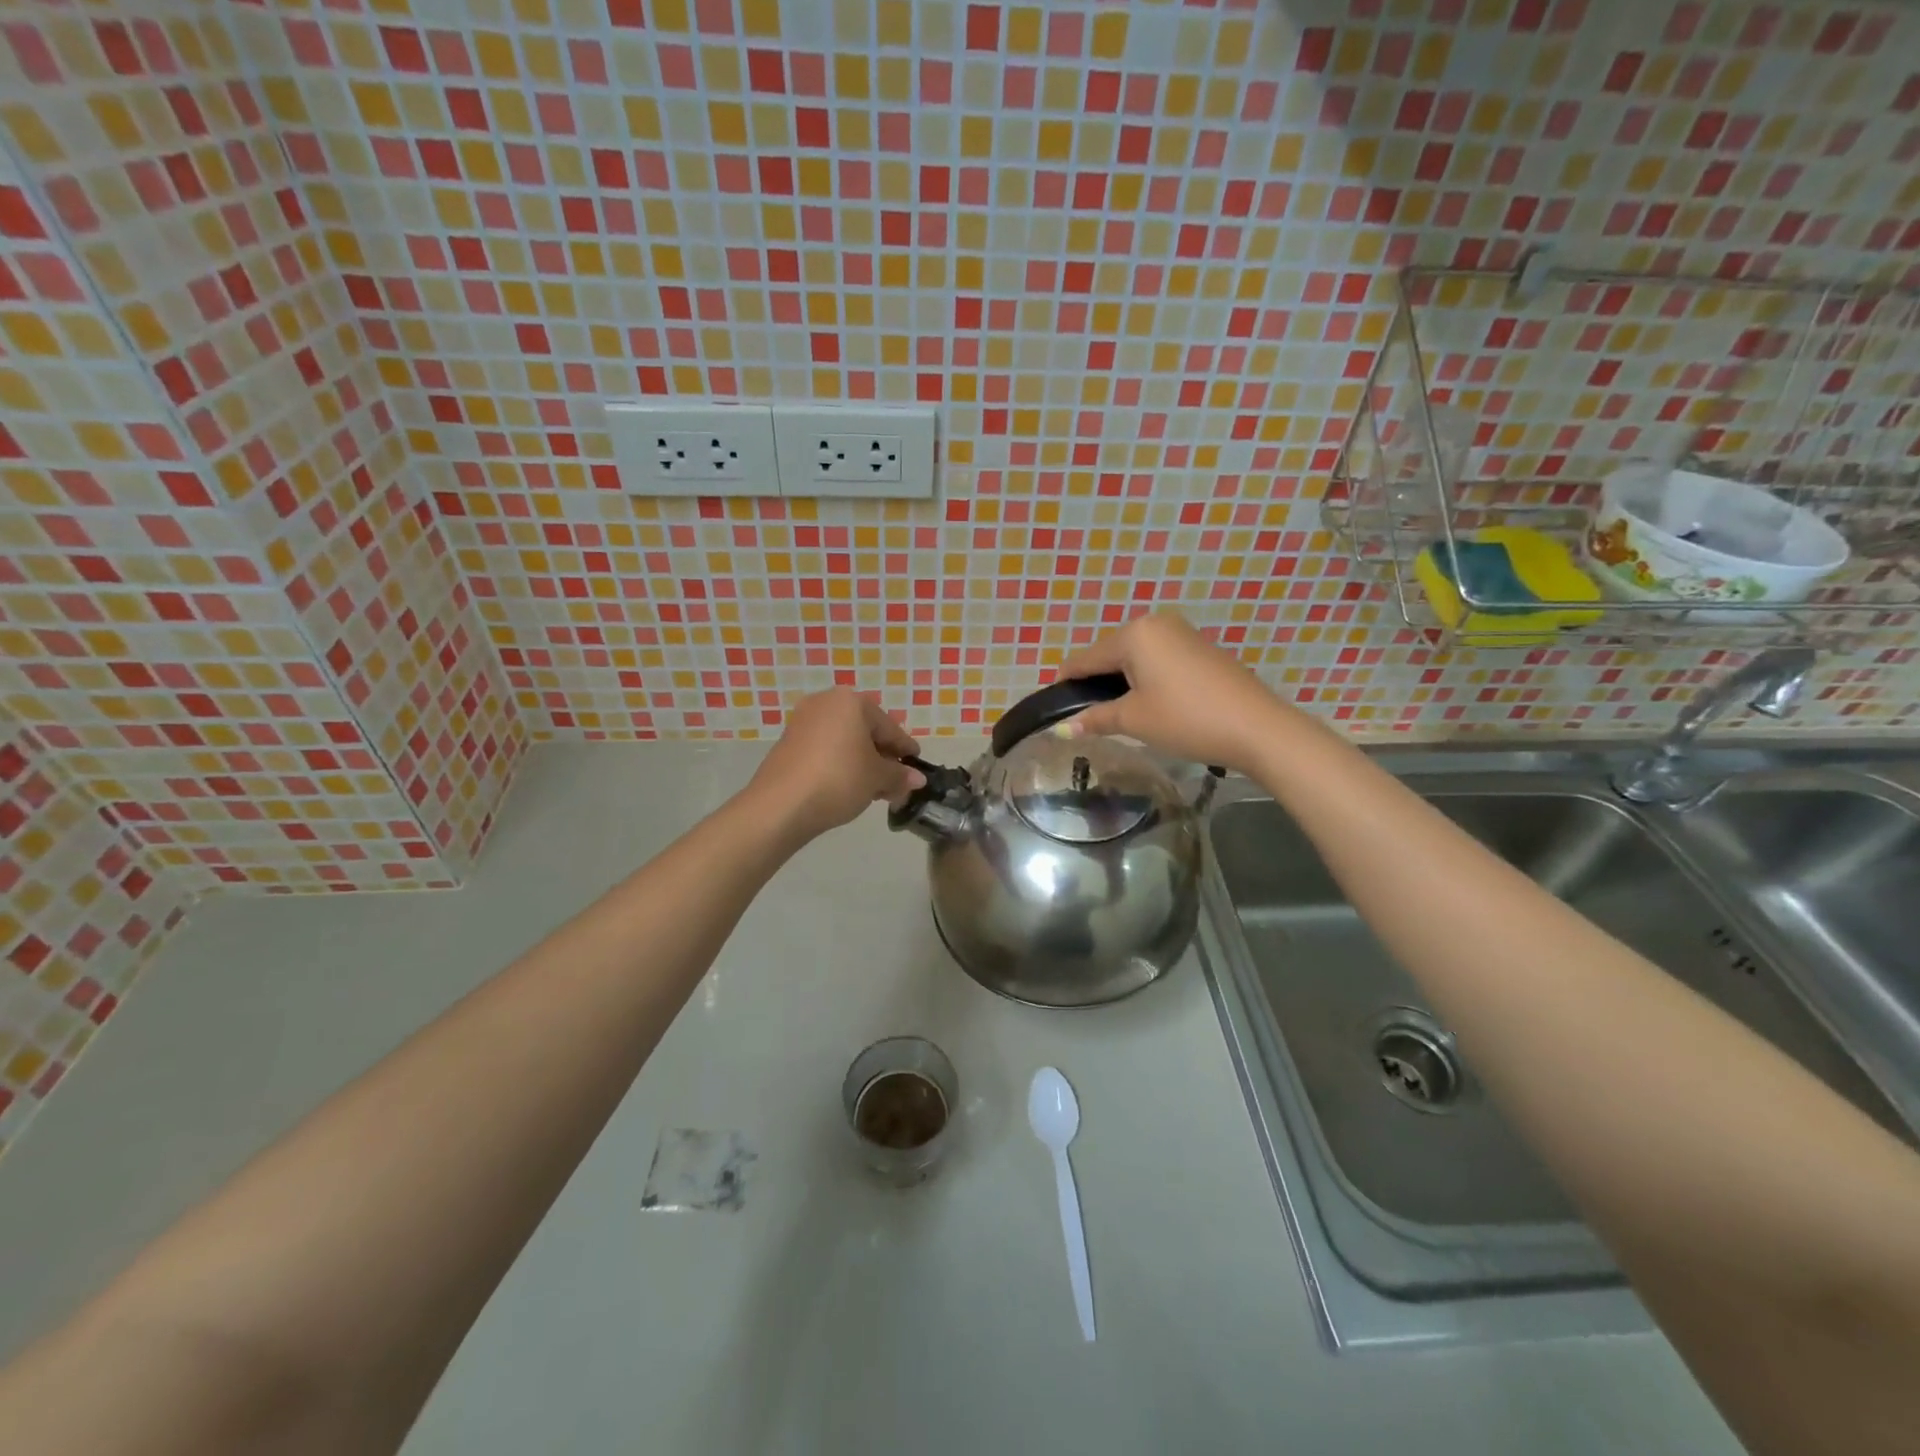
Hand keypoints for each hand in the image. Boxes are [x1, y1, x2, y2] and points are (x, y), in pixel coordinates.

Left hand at [747, 688, 924, 843]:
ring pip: (844, 741)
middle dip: (883, 757)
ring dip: (862, 763)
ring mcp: (803, 722)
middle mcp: (825, 703)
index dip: (905, 748)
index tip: (917, 764)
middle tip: (896, 782)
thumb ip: (899, 775)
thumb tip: (917, 779)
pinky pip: (825, 749)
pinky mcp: (788, 743)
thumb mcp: (877, 778)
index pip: (888, 726)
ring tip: (874, 790)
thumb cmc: (839, 779)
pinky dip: (840, 764)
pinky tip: (848, 786)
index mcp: (851, 702)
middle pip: (865, 731)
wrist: (781, 805)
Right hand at [1056, 612, 1284, 774]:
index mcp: (1134, 634)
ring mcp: (1182, 633)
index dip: (1067, 682)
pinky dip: (1147, 678)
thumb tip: (1063, 728)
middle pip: (1110, 653)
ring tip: (1118, 714)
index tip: (1053, 705)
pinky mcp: (1201, 648)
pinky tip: (1150, 703)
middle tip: (1088, 716)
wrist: (1257, 727)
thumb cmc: (1186, 719)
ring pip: (1136, 656)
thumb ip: (1096, 718)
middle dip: (1097, 682)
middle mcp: (1156, 623)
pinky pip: (1159, 659)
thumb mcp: (1134, 720)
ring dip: (1123, 681)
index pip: (1085, 658)